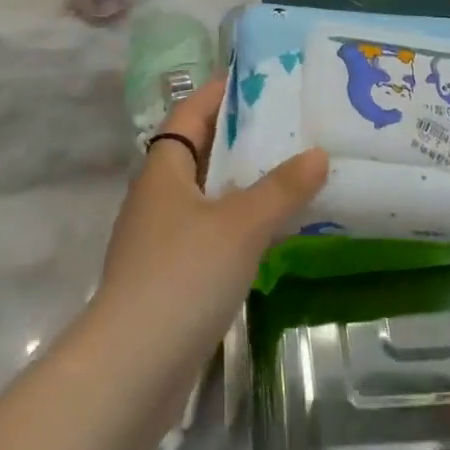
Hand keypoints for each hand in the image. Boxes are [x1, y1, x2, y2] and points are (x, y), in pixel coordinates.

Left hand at [94, 77, 327, 368]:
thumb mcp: (240, 225)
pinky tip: (271, 231)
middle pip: (199, 152)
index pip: (190, 114)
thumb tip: (319, 153)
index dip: (219, 93)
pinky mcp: (169, 278)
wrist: (131, 370)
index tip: (258, 79)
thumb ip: (282, 188)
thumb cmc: (182, 276)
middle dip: (240, 136)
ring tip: (291, 171)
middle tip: (289, 123)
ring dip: (242, 182)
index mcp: (163, 170)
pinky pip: (209, 232)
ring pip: (206, 195)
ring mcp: (160, 240)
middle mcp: (157, 198)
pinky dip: (238, 223)